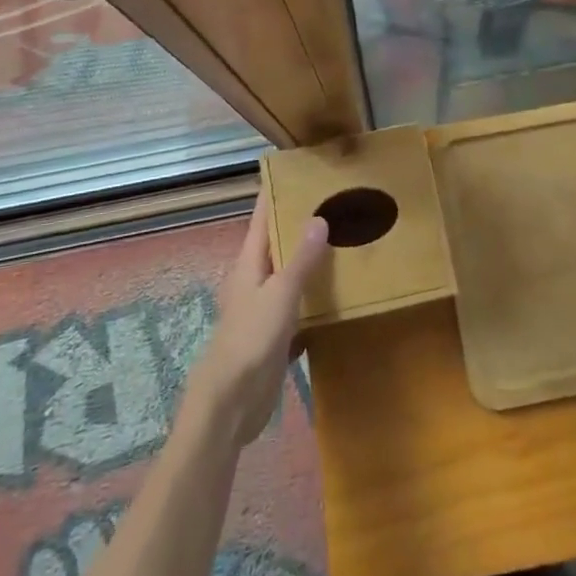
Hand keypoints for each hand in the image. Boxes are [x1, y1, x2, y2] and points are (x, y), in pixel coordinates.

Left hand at [183, 202, 328, 447]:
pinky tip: (339, 293)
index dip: (277, 194)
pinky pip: (299, 307)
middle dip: (301, 223)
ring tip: (345, 239)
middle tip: (336, 202)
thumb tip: (318, 217)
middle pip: (278, 243)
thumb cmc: (250, 340)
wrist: (230, 405)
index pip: (263, 217)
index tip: (299, 170)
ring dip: (310, 260)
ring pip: (290, 275)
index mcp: (249, 263)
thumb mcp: (280, 295)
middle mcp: (255, 279)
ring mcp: (264, 308)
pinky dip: (315, 297)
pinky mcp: (275, 336)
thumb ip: (301, 259)